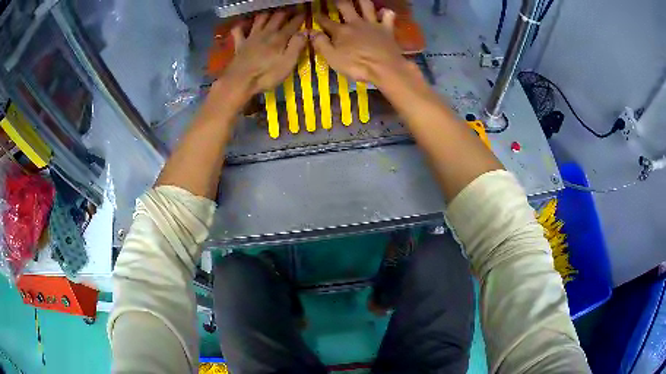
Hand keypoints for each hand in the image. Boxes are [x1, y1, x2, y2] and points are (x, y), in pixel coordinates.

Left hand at [220, 11, 307, 105]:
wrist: (240, 81)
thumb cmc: (266, 75)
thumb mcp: (288, 63)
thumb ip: (297, 45)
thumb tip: (306, 31)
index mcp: (280, 37)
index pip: (293, 23)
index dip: (300, 17)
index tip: (306, 12)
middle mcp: (266, 32)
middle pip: (277, 17)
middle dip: (286, 12)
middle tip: (292, 10)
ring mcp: (251, 37)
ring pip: (260, 19)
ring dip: (267, 14)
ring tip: (272, 13)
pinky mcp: (240, 44)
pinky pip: (238, 30)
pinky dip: (241, 25)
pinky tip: (244, 24)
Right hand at [310, 0, 409, 85]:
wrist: (385, 69)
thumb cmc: (357, 66)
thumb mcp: (332, 58)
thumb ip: (321, 44)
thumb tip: (311, 32)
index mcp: (340, 31)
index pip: (325, 21)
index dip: (319, 17)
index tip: (315, 13)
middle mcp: (355, 22)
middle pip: (345, 6)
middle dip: (338, 1)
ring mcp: (372, 24)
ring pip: (366, 5)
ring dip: (361, 0)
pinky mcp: (387, 28)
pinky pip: (388, 15)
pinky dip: (386, 12)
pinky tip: (383, 12)